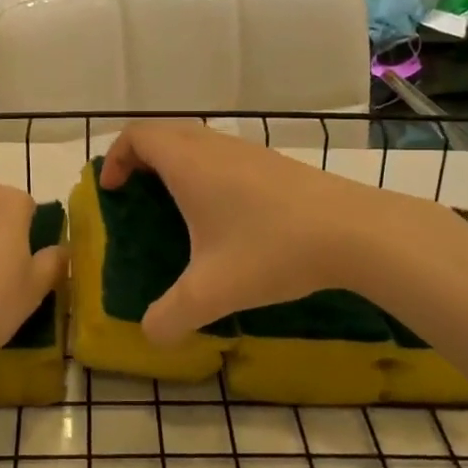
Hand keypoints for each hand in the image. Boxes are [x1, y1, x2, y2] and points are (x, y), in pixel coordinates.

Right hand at [100, 122, 400, 342]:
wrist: (354, 232)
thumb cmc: (272, 250)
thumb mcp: (212, 292)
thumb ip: (170, 316)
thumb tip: (149, 335)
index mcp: (188, 163)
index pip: (137, 135)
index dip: (115, 157)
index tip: (112, 190)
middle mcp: (215, 147)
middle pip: (164, 132)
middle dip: (141, 157)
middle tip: (135, 194)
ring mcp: (249, 152)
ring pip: (197, 141)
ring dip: (175, 163)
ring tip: (176, 206)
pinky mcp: (275, 164)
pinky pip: (224, 155)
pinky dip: (206, 171)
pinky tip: (224, 215)